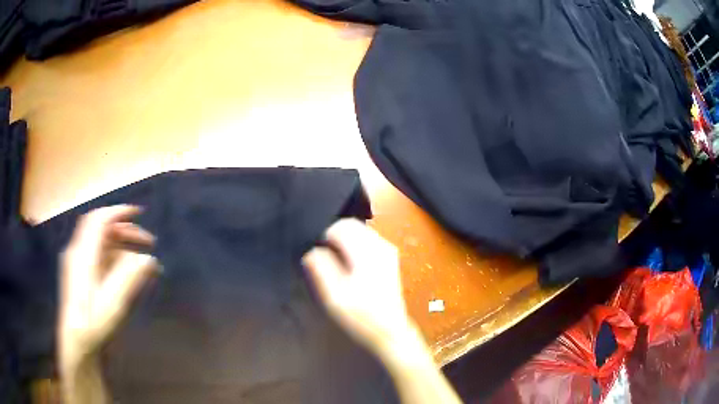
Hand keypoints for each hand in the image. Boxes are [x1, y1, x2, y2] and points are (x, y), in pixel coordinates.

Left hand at [59, 205, 157, 371]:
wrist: (77, 344)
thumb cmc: (93, 322)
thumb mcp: (113, 302)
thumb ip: (130, 277)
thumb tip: (149, 259)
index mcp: (84, 253)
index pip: (100, 219)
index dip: (119, 212)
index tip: (140, 213)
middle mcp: (78, 252)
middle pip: (102, 229)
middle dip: (125, 231)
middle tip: (148, 242)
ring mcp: (78, 263)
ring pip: (101, 244)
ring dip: (122, 246)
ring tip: (142, 260)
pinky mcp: (80, 275)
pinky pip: (99, 257)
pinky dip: (115, 258)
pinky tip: (127, 272)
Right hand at [303, 219, 414, 353]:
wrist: (390, 331)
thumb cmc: (362, 316)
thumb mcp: (334, 296)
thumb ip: (321, 269)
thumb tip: (310, 250)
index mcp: (367, 253)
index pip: (341, 226)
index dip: (322, 235)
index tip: (314, 251)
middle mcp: (380, 246)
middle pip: (351, 225)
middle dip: (332, 235)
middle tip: (321, 255)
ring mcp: (387, 250)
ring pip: (359, 231)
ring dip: (342, 240)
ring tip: (332, 260)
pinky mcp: (389, 257)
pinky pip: (366, 239)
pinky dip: (352, 245)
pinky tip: (346, 264)